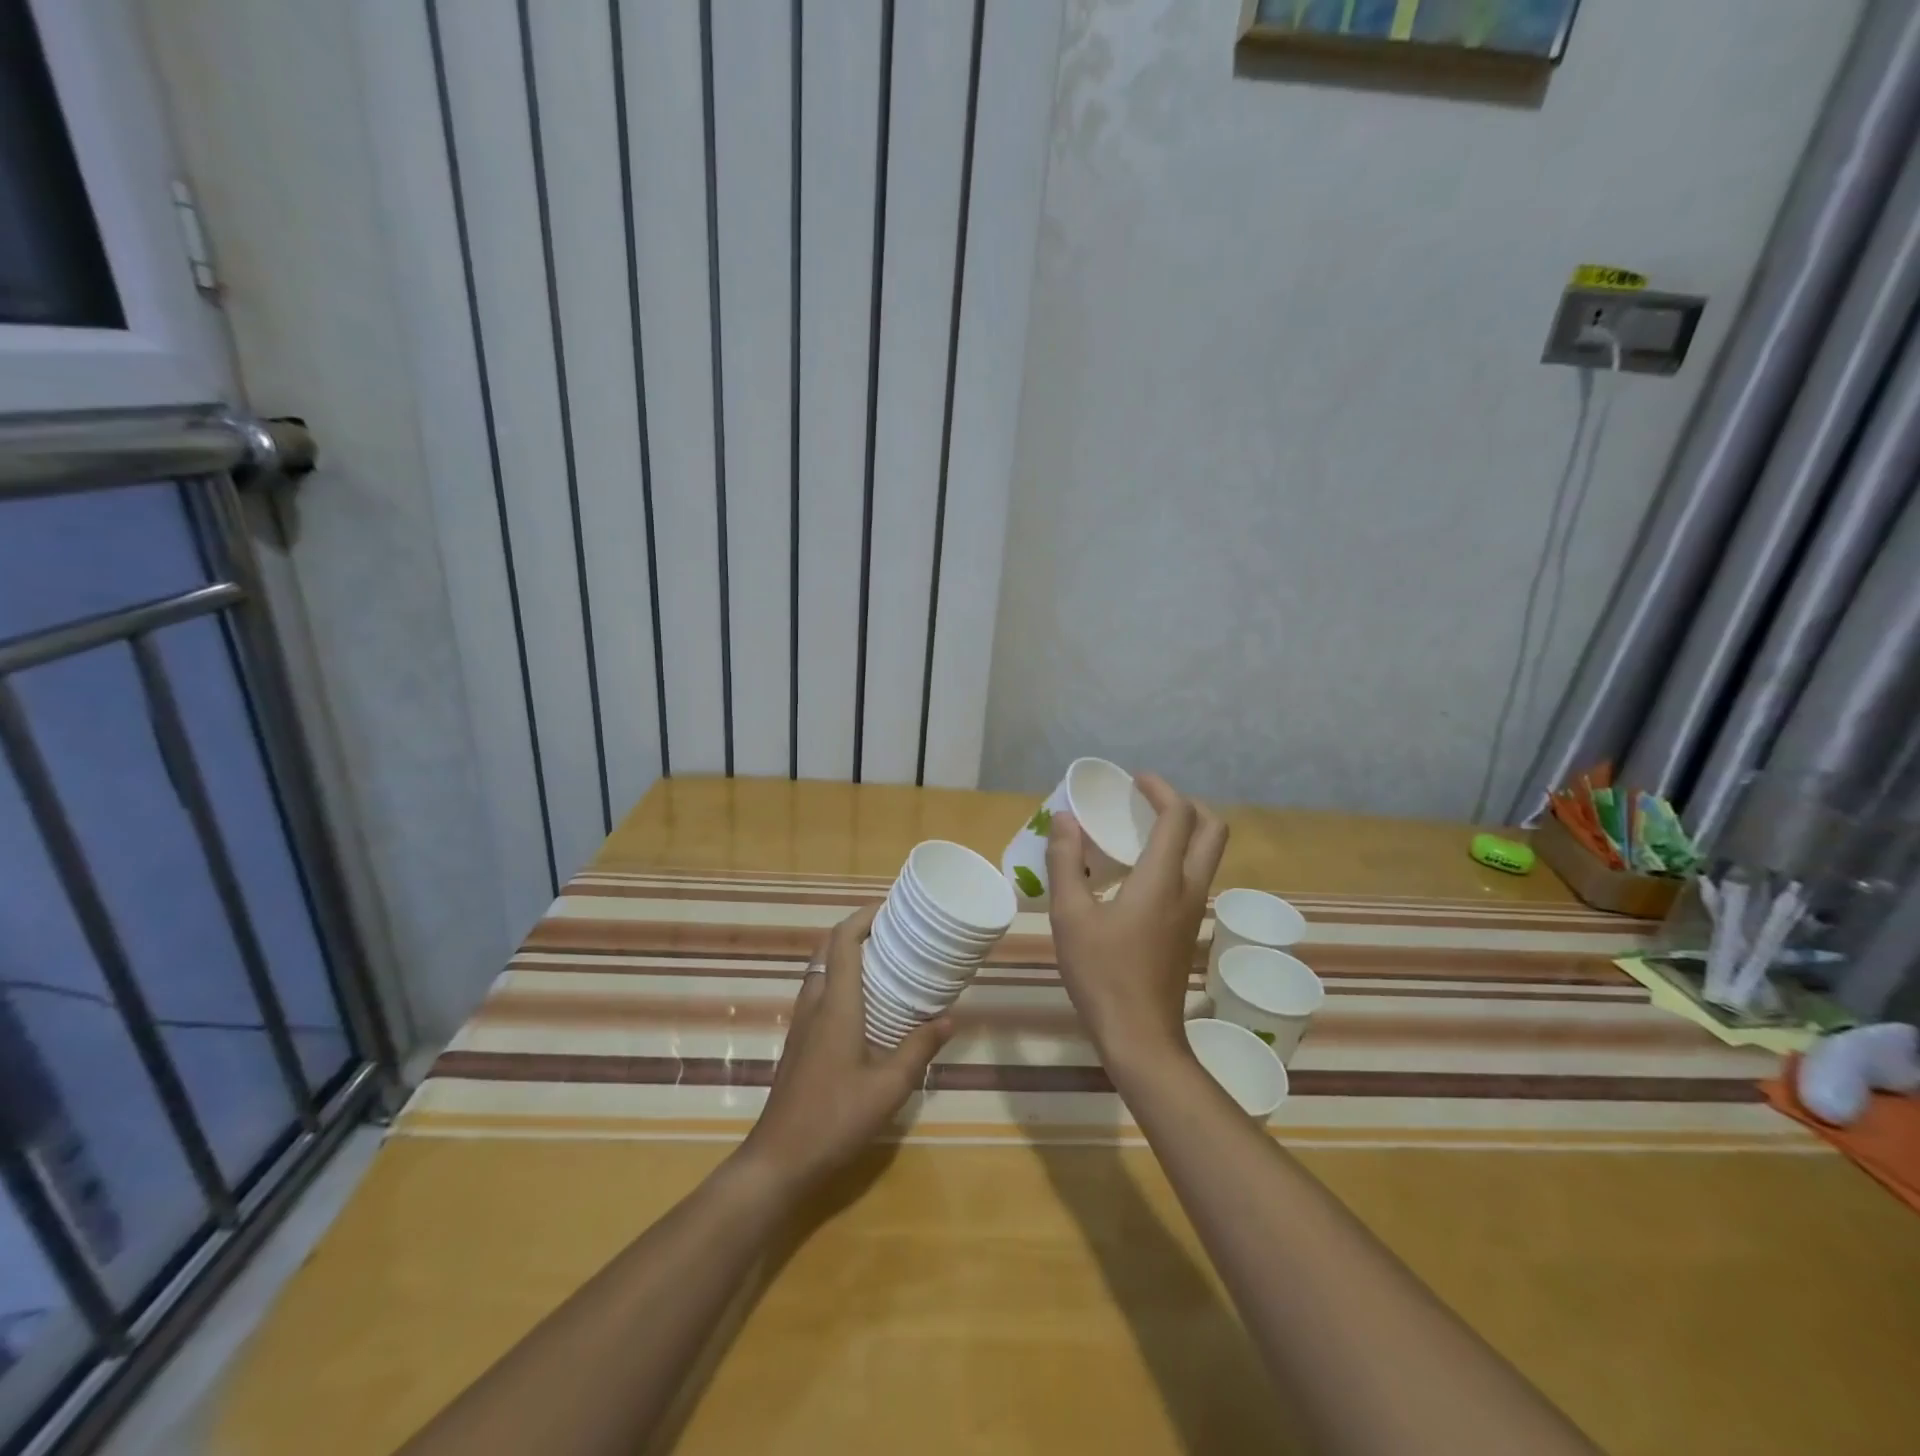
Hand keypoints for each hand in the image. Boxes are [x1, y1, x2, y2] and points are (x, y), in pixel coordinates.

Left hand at [740, 904, 952, 1192]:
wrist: (779, 1160)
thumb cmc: (835, 1119)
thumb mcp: (889, 1087)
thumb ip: (919, 1049)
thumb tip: (949, 1018)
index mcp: (836, 1006)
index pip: (844, 942)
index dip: (865, 916)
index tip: (892, 907)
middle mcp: (815, 1005)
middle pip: (829, 949)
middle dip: (858, 929)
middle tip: (894, 930)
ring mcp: (803, 1023)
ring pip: (821, 969)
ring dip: (847, 953)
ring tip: (886, 958)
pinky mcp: (800, 1041)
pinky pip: (820, 991)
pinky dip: (841, 978)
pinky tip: (866, 1002)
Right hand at [1047, 774, 1227, 1068]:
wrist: (1139, 1036)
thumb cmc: (1102, 973)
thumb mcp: (1070, 915)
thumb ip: (1066, 861)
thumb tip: (1064, 819)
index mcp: (1163, 878)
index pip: (1179, 816)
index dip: (1161, 789)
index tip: (1135, 780)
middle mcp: (1189, 887)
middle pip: (1212, 830)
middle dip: (1185, 805)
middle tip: (1146, 802)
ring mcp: (1193, 911)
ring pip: (1206, 855)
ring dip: (1183, 831)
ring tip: (1138, 830)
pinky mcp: (1187, 929)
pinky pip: (1193, 876)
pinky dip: (1176, 857)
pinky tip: (1137, 872)